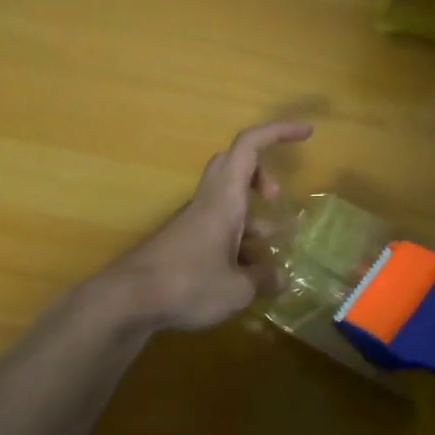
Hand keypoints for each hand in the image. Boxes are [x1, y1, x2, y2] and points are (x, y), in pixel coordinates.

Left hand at [101, 121, 312, 332]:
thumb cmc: (187, 285)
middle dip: (262, 175)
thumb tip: (280, 278)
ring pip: (227, 201)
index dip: (278, 132)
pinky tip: (243, 277)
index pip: (250, 146)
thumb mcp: (237, 290)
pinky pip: (216, 227)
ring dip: (251, 217)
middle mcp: (208, 202)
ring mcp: (192, 222)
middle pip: (235, 166)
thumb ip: (263, 280)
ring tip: (268, 255)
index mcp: (224, 199)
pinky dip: (236, 240)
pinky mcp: (182, 243)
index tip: (307, 133)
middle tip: (276, 199)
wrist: (127, 302)